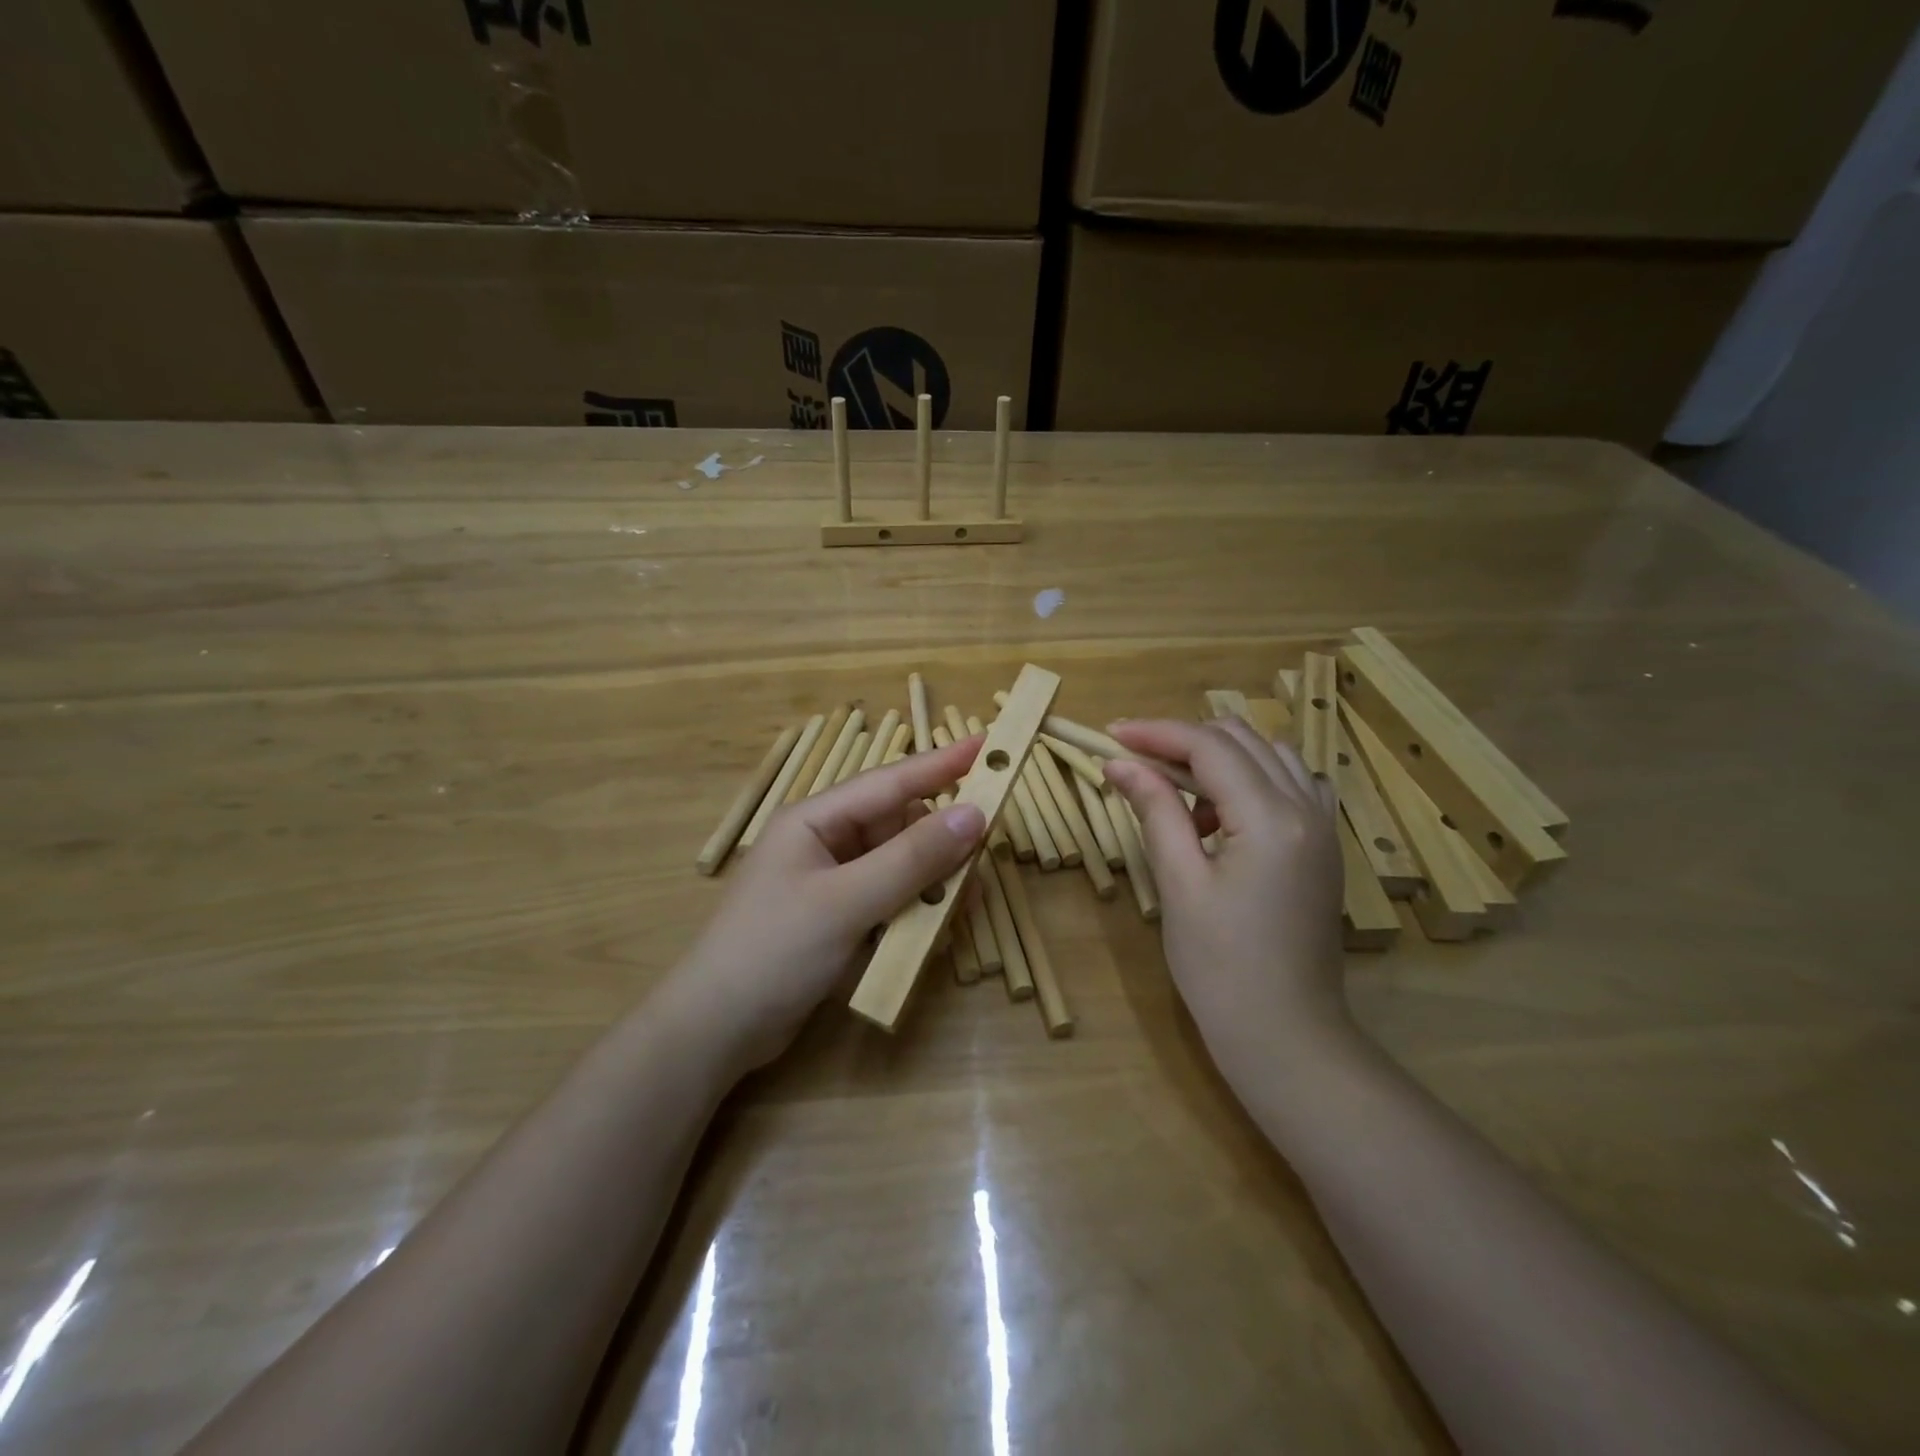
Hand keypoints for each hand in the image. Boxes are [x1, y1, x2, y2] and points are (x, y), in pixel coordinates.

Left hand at [672, 736, 987, 1071]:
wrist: (716, 1031)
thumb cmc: (774, 951)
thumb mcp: (847, 902)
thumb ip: (912, 858)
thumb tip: (974, 815)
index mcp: (816, 820)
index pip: (889, 782)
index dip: (940, 764)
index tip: (986, 745)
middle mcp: (825, 844)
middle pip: (899, 828)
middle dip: (941, 844)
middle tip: (982, 861)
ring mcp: (831, 884)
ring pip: (899, 868)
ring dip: (931, 885)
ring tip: (963, 906)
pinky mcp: (838, 921)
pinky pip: (889, 902)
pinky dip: (912, 913)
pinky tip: (932, 934)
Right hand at [1103, 717, 1348, 1080]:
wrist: (1286, 1036)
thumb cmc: (1221, 968)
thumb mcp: (1179, 884)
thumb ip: (1154, 810)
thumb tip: (1119, 762)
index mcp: (1271, 819)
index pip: (1209, 746)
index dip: (1156, 733)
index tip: (1110, 735)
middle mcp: (1307, 809)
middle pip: (1242, 739)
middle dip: (1184, 740)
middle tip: (1136, 764)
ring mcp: (1323, 827)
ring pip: (1270, 755)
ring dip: (1219, 758)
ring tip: (1178, 795)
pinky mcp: (1324, 846)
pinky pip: (1291, 783)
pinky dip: (1251, 779)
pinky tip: (1223, 813)